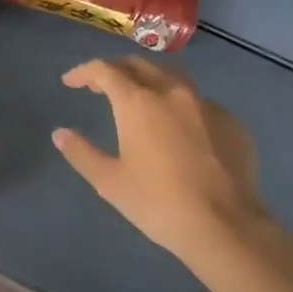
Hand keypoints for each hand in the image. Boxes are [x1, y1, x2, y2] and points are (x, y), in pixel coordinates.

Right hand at [53, 58, 271, 269]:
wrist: (225, 226)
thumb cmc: (158, 203)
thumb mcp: (109, 181)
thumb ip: (81, 153)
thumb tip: (60, 134)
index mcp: (138, 103)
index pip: (105, 71)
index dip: (84, 72)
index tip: (70, 81)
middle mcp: (173, 92)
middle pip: (140, 65)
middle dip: (116, 69)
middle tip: (100, 85)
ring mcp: (207, 105)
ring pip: (173, 77)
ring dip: (150, 80)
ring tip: (139, 97)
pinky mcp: (232, 122)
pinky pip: (199, 102)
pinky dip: (179, 105)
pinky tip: (178, 129)